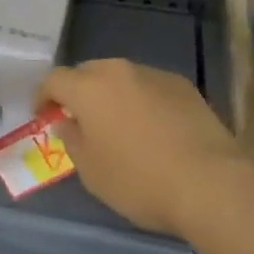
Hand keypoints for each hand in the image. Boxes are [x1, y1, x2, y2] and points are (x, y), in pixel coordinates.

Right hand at [38, 60, 247, 240]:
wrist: (210, 182)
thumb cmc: (140, 181)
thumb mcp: (92, 172)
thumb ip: (72, 139)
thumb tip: (68, 121)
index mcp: (89, 88)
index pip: (54, 80)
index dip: (43, 96)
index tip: (42, 115)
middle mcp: (118, 71)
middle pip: (87, 73)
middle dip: (78, 92)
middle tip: (79, 121)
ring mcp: (153, 74)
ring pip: (120, 78)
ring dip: (112, 96)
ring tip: (118, 126)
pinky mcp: (182, 85)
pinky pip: (149, 87)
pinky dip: (142, 101)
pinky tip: (153, 130)